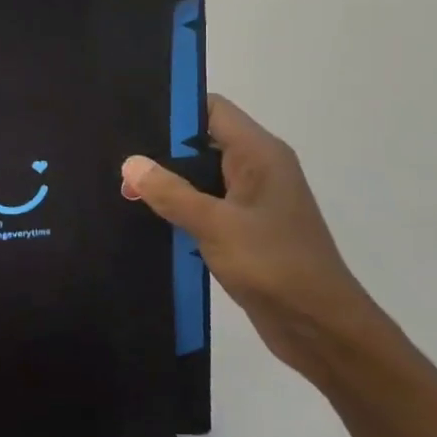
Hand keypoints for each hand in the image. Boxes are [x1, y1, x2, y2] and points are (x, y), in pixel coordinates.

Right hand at [121, 95, 390, 384]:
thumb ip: (171, 192)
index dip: (173, 107)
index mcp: (259, 154)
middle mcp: (258, 169)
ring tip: (122, 186)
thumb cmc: (275, 266)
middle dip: (161, 148)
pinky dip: (180, 208)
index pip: (211, 109)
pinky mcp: (245, 230)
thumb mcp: (216, 225)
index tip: (129, 116)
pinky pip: (206, 206)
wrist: (322, 330)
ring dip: (168, 182)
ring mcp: (253, 201)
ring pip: (201, 176)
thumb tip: (131, 163)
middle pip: (202, 140)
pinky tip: (148, 217)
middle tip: (114, 156)